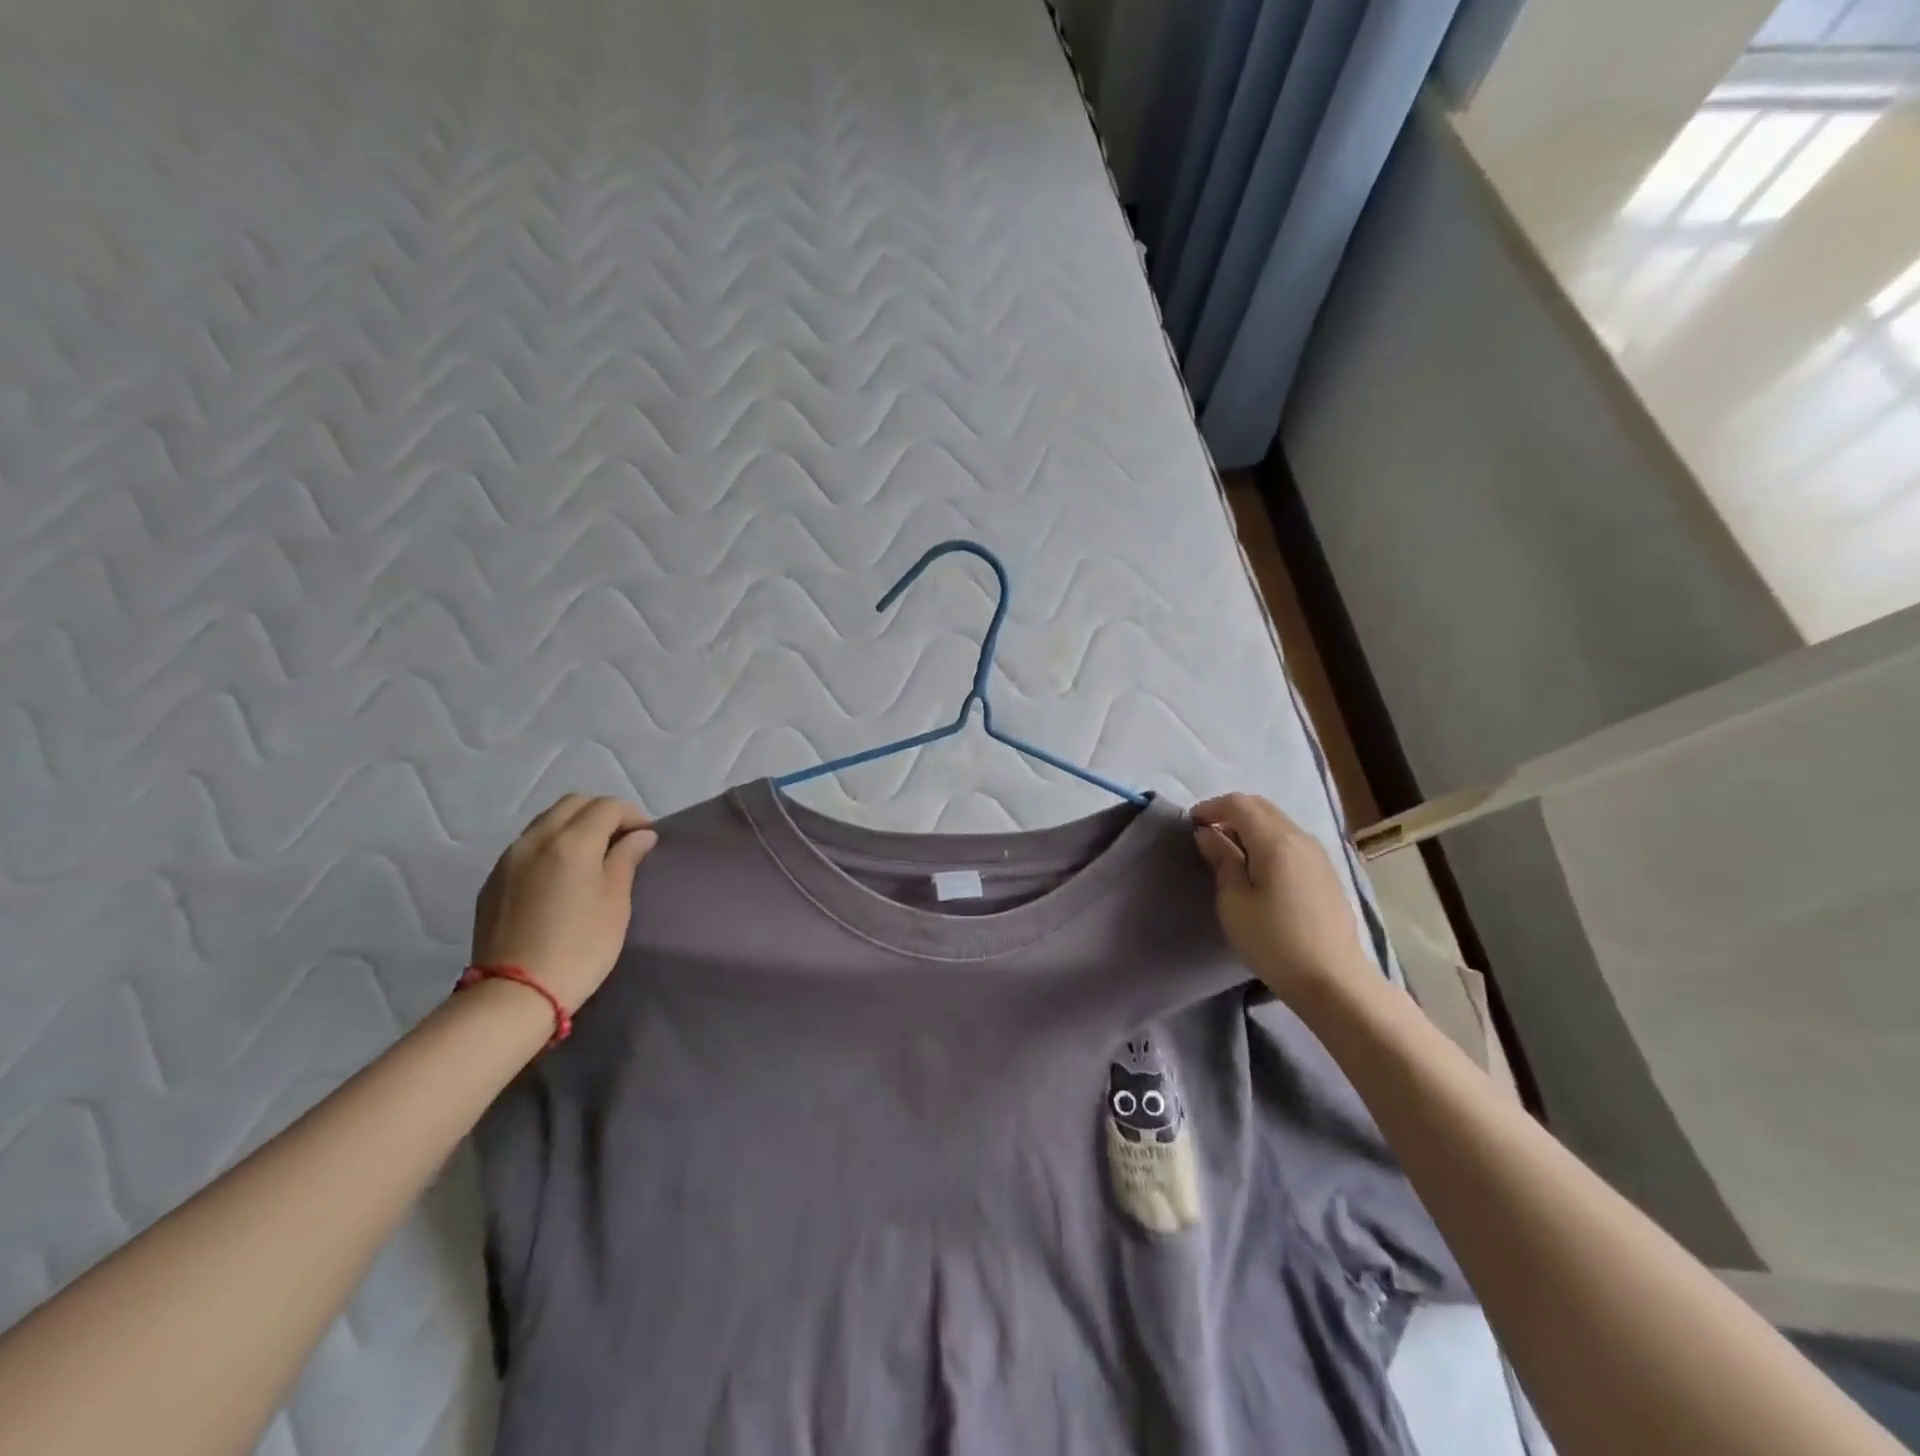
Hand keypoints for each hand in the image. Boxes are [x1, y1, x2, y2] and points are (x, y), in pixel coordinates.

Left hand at [471, 794, 657, 1011]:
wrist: (515, 994)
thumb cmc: (580, 947)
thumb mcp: (616, 903)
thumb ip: (626, 859)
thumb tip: (640, 835)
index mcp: (572, 842)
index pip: (607, 806)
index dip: (632, 816)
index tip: (646, 839)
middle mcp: (536, 839)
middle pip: (574, 803)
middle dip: (602, 813)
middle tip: (621, 840)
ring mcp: (509, 859)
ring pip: (547, 820)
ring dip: (574, 825)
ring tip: (592, 855)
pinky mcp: (493, 880)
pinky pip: (527, 845)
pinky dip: (551, 844)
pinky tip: (561, 875)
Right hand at [1192, 793, 1373, 1004]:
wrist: (1333, 980)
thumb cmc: (1273, 941)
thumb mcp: (1234, 902)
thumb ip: (1222, 860)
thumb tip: (1208, 833)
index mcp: (1276, 841)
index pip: (1239, 804)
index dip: (1211, 808)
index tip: (1191, 825)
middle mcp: (1300, 838)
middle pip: (1261, 807)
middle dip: (1230, 813)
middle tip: (1207, 835)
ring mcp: (1318, 854)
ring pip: (1278, 822)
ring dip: (1250, 826)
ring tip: (1230, 852)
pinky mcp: (1326, 872)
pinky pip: (1291, 840)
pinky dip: (1268, 840)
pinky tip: (1258, 868)